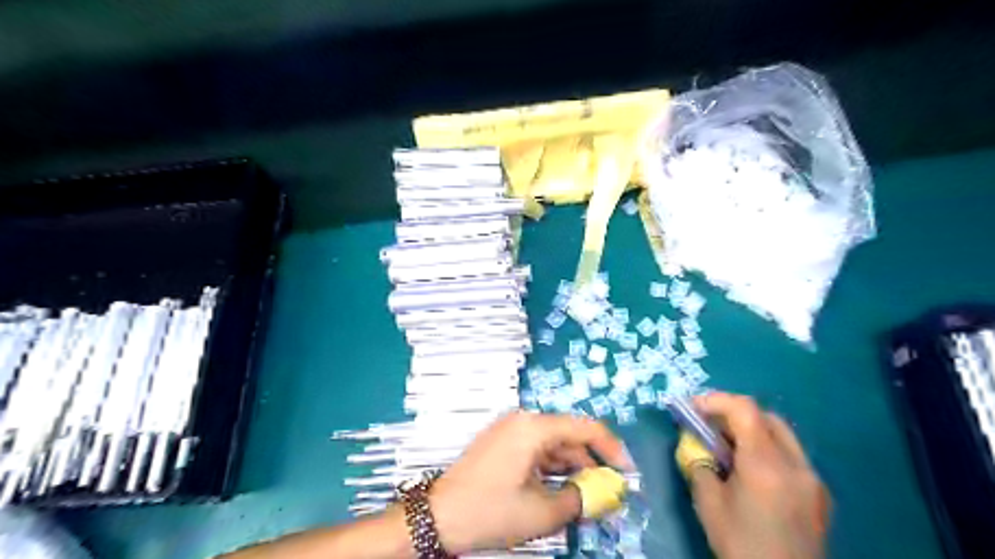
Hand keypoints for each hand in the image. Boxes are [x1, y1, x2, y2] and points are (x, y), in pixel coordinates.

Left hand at [425, 411, 628, 553]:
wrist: (439, 516)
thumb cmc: (490, 510)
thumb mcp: (541, 512)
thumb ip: (580, 499)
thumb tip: (605, 495)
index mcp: (533, 428)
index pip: (584, 428)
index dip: (611, 448)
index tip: (627, 472)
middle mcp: (523, 421)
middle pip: (569, 435)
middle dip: (592, 462)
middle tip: (610, 490)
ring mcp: (510, 431)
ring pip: (553, 444)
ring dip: (573, 467)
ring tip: (589, 494)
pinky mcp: (502, 443)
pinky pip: (537, 450)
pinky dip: (553, 468)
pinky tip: (563, 489)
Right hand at [689, 392, 829, 557]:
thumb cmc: (741, 545)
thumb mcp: (708, 503)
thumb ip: (699, 464)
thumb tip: (694, 443)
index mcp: (766, 465)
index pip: (745, 410)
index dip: (716, 400)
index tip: (692, 407)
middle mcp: (795, 464)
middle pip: (765, 416)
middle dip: (733, 412)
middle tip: (708, 425)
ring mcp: (812, 478)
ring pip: (781, 434)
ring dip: (752, 429)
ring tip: (728, 445)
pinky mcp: (819, 493)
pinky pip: (791, 455)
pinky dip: (768, 448)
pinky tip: (752, 469)